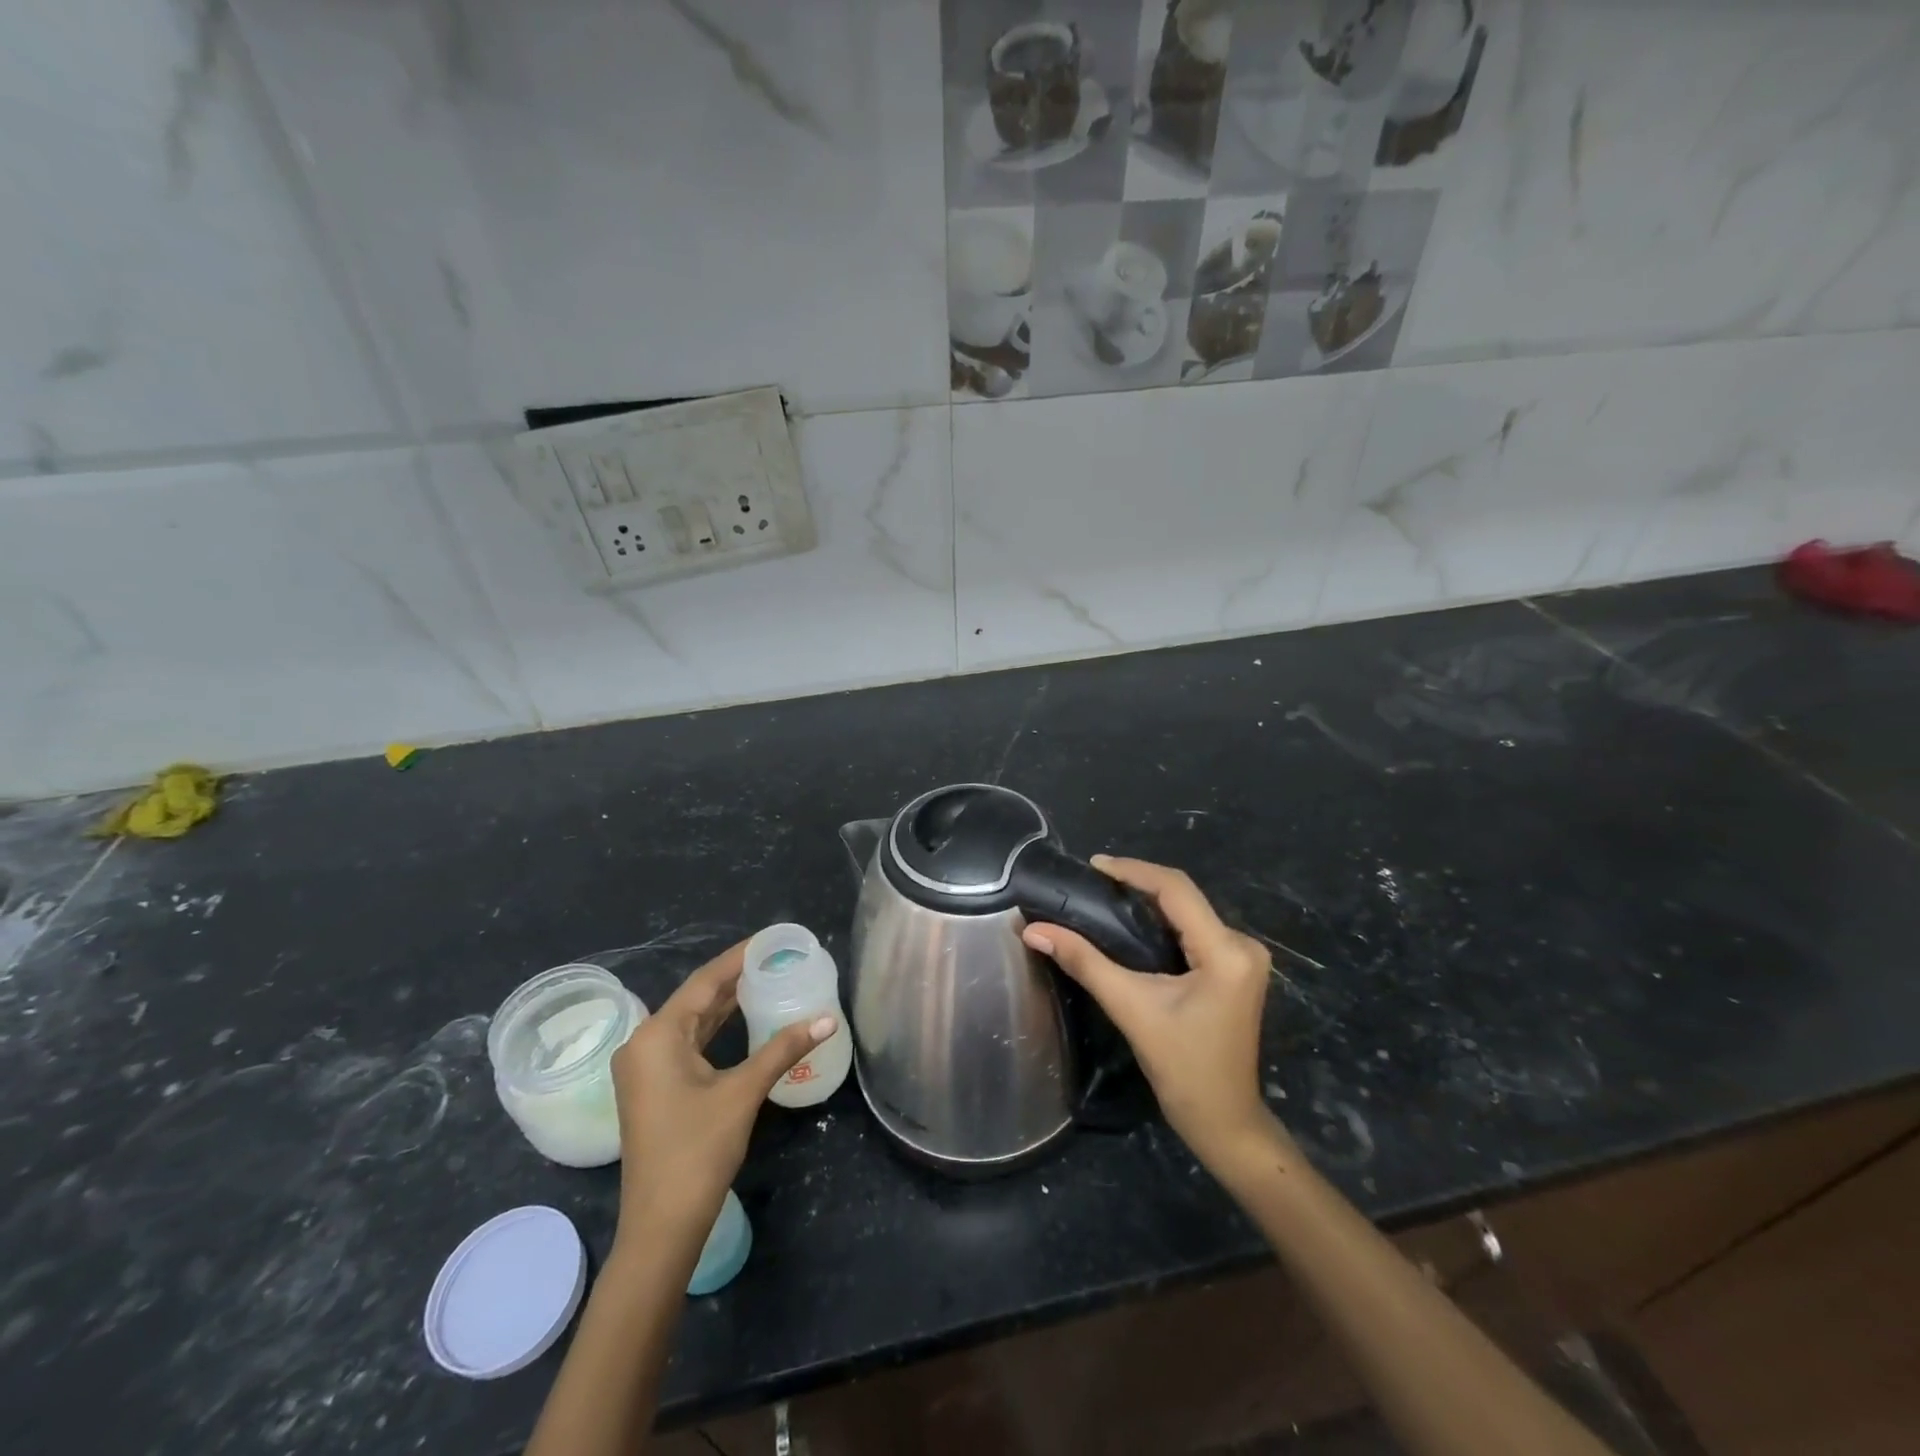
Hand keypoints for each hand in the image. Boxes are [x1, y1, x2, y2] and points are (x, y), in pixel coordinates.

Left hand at [610, 941, 835, 1251]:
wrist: (661, 1226)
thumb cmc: (697, 1151)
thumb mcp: (743, 1092)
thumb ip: (783, 1049)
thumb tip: (828, 1018)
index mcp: (657, 1035)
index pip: (704, 981)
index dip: (738, 958)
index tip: (771, 940)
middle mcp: (644, 1043)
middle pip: (696, 998)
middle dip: (735, 978)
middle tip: (776, 958)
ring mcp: (645, 1068)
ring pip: (692, 1021)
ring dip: (726, 1003)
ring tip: (766, 978)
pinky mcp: (654, 1087)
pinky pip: (688, 1043)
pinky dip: (716, 1028)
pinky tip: (743, 1018)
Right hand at [1023, 857, 1282, 1178]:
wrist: (1223, 1119)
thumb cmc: (1181, 1067)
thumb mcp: (1130, 1008)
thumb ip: (1084, 962)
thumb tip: (1034, 930)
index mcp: (1226, 951)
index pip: (1176, 890)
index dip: (1133, 871)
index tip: (1093, 865)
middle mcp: (1243, 945)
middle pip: (1185, 897)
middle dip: (1138, 883)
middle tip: (1093, 881)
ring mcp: (1244, 957)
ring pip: (1190, 912)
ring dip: (1150, 902)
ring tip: (1105, 895)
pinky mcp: (1236, 968)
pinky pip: (1195, 929)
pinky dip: (1163, 922)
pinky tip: (1133, 923)